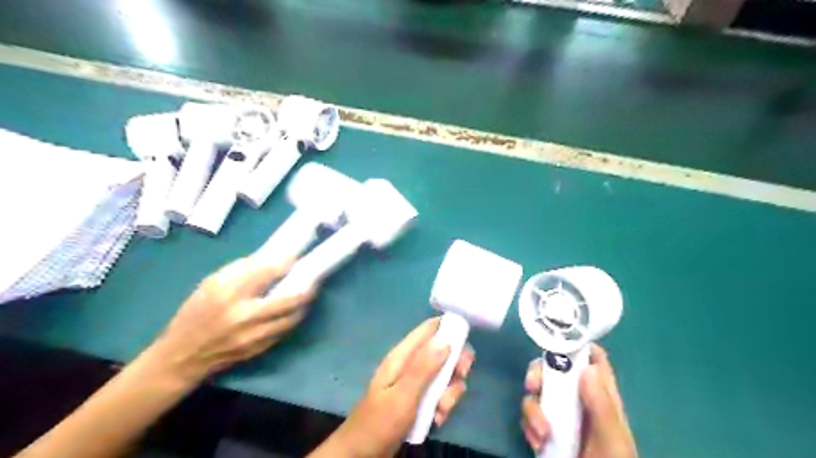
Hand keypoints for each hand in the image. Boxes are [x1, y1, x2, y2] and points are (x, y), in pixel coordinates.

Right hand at [149, 258, 312, 386]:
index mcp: (229, 294)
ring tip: (307, 291)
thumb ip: (243, 271)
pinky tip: (293, 308)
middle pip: (291, 298)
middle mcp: (245, 316)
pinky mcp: (260, 349)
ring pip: (294, 316)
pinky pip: (285, 329)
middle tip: (314, 276)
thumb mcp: (211, 284)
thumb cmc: (195, 313)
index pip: (268, 272)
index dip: (288, 261)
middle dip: (308, 284)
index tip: (299, 254)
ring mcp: (255, 336)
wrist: (182, 357)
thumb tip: (273, 259)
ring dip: (304, 302)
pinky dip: (292, 316)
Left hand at [312, 318, 479, 456]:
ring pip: (443, 377)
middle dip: (455, 365)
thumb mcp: (403, 395)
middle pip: (441, 352)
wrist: (361, 455)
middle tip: (460, 377)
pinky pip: (438, 396)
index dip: (448, 328)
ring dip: (449, 393)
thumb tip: (446, 340)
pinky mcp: (418, 400)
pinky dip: (442, 407)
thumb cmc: (380, 422)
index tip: (466, 339)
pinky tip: (437, 420)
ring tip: (442, 410)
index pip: (428, 329)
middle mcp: (410, 365)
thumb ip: (424, 368)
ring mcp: (414, 383)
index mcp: (402, 356)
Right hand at [522, 344, 636, 457]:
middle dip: (538, 374)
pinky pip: (529, 416)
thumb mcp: (611, 436)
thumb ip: (601, 404)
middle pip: (554, 369)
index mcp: (600, 394)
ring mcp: (560, 413)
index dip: (575, 344)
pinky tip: (537, 443)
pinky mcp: (545, 428)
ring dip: (532, 410)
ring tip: (541, 434)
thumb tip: (587, 366)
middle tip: (532, 386)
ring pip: (537, 393)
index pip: (591, 358)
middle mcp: (578, 398)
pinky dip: (529, 426)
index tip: (555, 340)